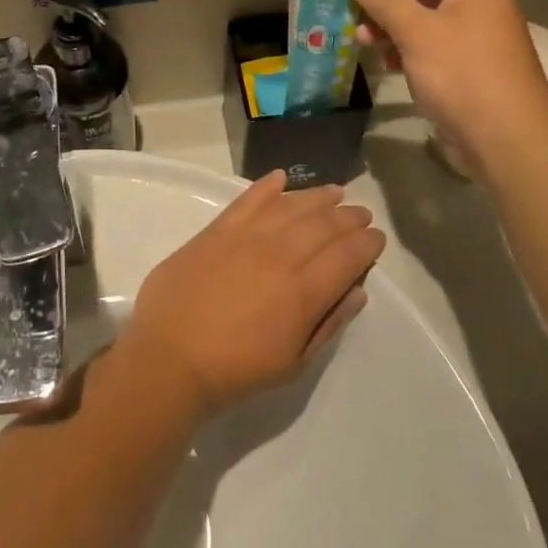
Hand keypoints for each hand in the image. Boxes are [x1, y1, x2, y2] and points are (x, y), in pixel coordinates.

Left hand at [119, 172, 382, 413]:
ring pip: (291, 205)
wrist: (170, 357)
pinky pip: (247, 199)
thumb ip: (329, 323)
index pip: (348, 255)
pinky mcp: (216, 230)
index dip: (367, 243)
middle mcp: (280, 255)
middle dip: (349, 216)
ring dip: (317, 196)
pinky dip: (267, 186)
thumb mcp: (295, 363)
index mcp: (304, 291)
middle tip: (360, 213)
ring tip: (334, 192)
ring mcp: (246, 237)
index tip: (376, 238)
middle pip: (324, 224)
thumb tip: (357, 290)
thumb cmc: (236, 370)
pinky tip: (280, 178)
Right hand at [349, 0, 547, 175]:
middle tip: (350, 14)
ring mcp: (475, 37)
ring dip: (390, 26)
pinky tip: (385, 62)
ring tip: (361, 41)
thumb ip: (385, 0)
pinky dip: (406, 48)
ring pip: (424, 18)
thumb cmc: (462, 76)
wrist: (508, 140)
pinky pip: (432, 45)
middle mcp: (477, 4)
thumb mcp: (417, 33)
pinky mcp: (469, 67)